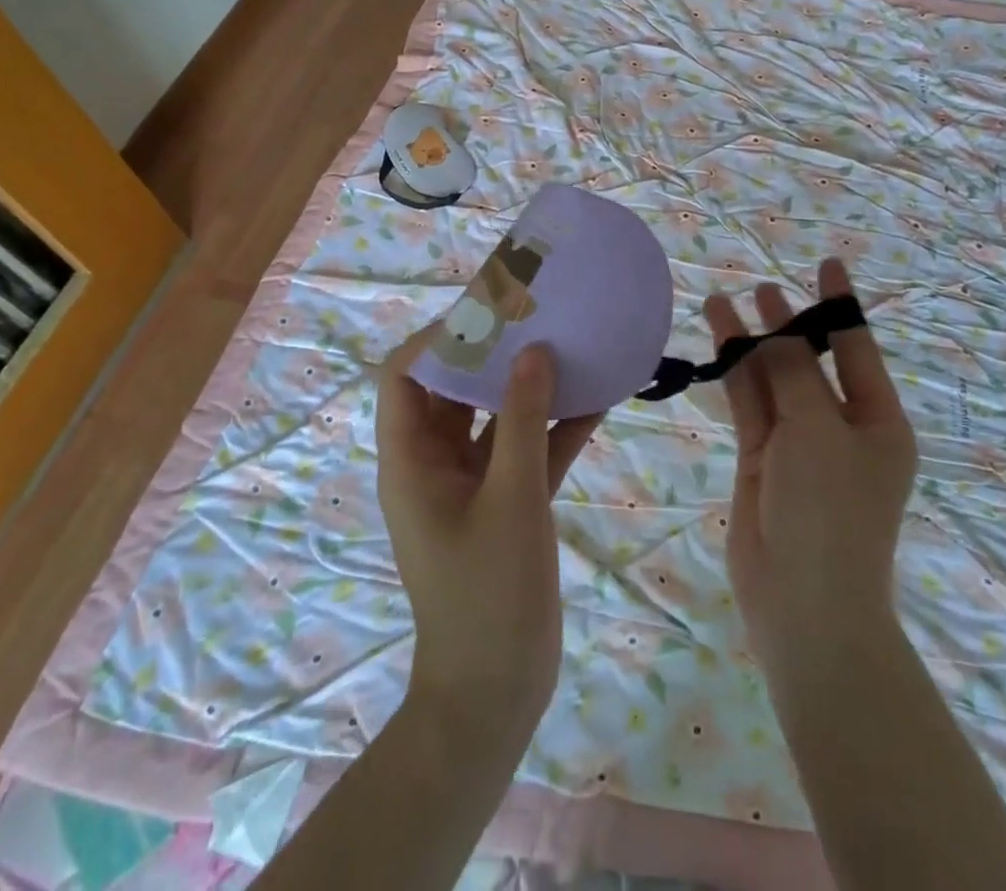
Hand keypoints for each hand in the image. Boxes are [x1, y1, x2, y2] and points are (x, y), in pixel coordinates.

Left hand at [375, 334, 602, 747]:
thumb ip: (521, 420)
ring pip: (496, 416)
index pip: (406, 376)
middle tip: (537, 317)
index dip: (438, 339)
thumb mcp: (509, 498)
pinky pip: (528, 449)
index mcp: (412, 459)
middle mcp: (436, 462)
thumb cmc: (487, 592)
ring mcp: (473, 483)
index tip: (487, 313)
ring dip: (530, 386)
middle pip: (455, 389)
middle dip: (493, 353)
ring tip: (570, 344)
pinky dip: (556, 426)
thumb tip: (534, 352)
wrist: (496, 692)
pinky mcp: (506, 502)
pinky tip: (599, 398)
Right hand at [703, 260, 916, 680]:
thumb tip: (771, 328)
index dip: (840, 304)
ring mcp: (799, 442)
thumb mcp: (817, 429)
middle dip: (787, 322)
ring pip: (772, 378)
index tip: (828, 263)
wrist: (803, 601)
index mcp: (878, 421)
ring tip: (724, 298)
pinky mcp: (762, 457)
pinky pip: (749, 402)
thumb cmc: (830, 509)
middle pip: (810, 360)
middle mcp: (841, 426)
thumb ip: (791, 372)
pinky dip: (734, 370)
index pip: (857, 348)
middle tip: (761, 285)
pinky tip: (717, 338)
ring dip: (750, 341)